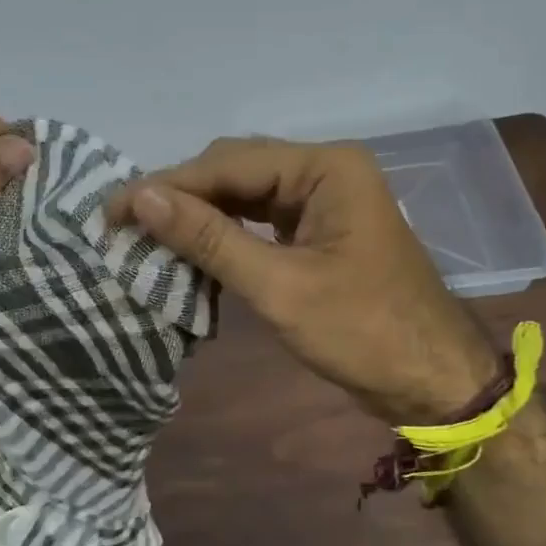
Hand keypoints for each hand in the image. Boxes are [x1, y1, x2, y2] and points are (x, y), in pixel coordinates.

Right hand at [109, 137, 498, 425]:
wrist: (432, 382)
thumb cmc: (364, 333)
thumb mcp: (280, 287)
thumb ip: (210, 239)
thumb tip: (140, 199)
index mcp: (325, 167)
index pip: (228, 163)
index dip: (167, 185)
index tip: (112, 210)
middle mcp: (324, 170)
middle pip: (235, 171)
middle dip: (181, 197)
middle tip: (124, 225)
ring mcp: (324, 199)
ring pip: (245, 196)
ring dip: (200, 216)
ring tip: (148, 237)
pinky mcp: (320, 230)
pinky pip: (261, 221)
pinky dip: (226, 236)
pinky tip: (193, 251)